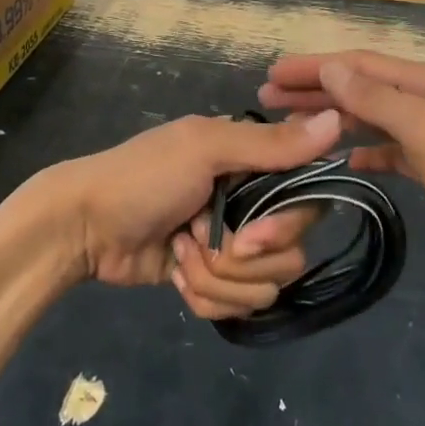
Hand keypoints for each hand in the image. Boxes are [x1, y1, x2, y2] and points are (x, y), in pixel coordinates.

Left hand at [28, 111, 339, 303]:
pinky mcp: (211, 281)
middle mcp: (250, 203)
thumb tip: (339, 118)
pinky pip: (237, 307)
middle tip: (200, 241)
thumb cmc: (144, 177)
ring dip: (216, 278)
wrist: (85, 226)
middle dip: (242, 260)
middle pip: (290, 253)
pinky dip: (203, 296)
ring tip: (180, 253)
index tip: (251, 234)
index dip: (286, 227)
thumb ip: (271, 144)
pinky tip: (175, 275)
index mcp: (252, 163)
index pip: (308, 200)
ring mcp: (230, 246)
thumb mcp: (205, 148)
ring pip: (264, 287)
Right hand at [259, 51, 424, 294]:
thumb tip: (330, 67)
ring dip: (335, 119)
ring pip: (374, 119)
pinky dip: (367, 150)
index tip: (273, 74)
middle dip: (317, 90)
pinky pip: (392, 151)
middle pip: (364, 88)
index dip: (316, 67)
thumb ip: (375, 99)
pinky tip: (344, 160)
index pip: (361, 65)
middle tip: (268, 98)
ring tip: (294, 126)